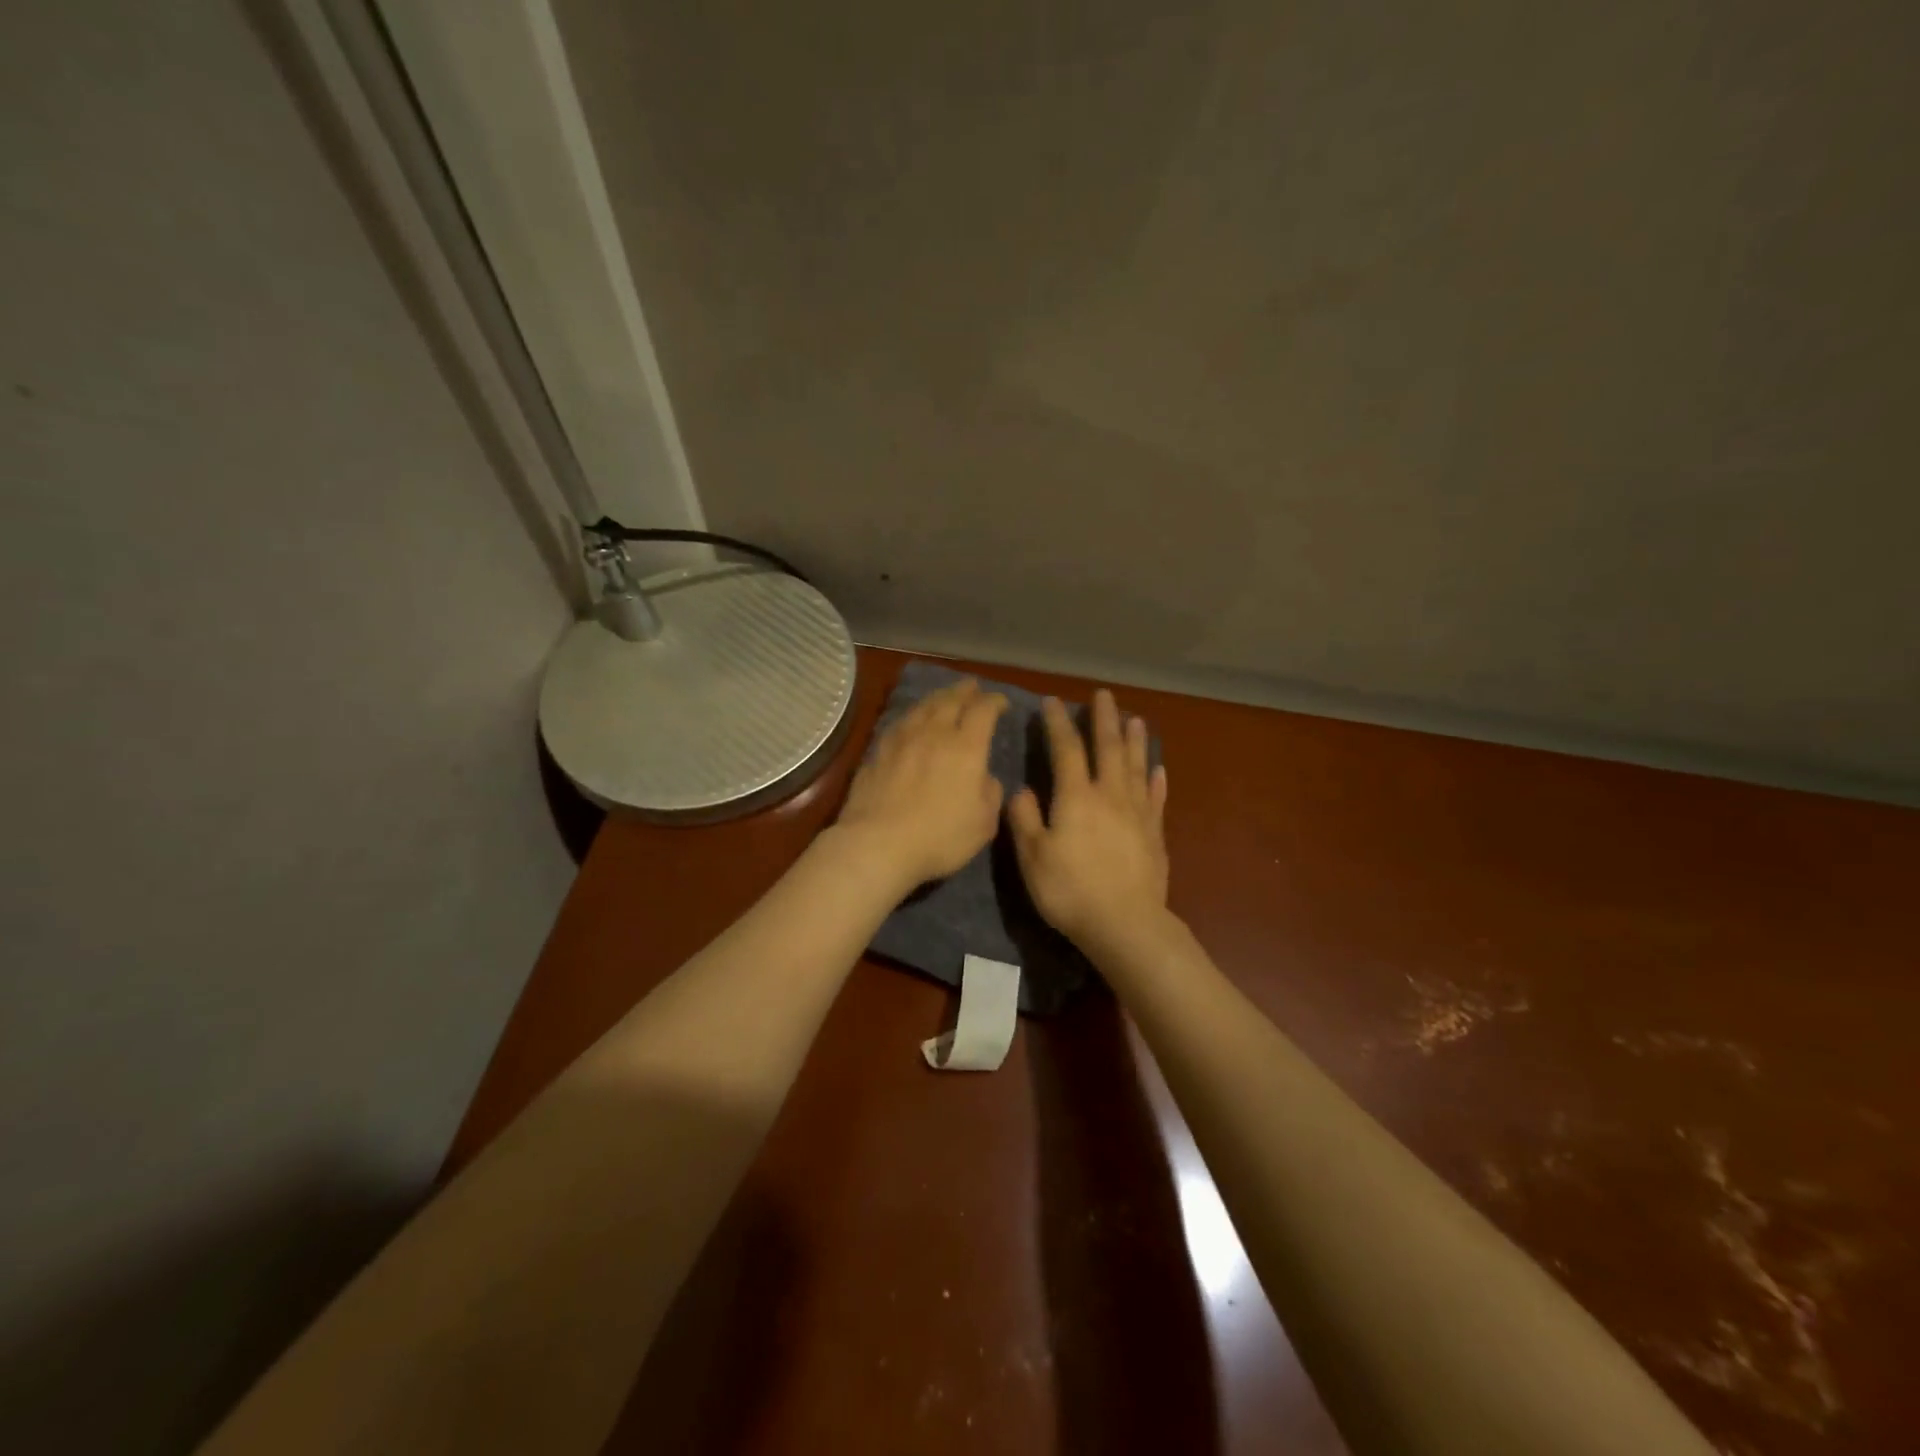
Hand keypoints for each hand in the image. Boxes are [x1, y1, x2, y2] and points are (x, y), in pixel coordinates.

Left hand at [837, 677, 1009, 891]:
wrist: (878, 844)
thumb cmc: (939, 837)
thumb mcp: (983, 823)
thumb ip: (990, 793)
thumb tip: (985, 777)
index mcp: (966, 747)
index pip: (983, 711)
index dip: (995, 702)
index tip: (1001, 702)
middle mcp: (934, 734)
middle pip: (951, 700)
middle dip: (965, 690)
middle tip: (973, 686)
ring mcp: (902, 740)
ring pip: (923, 707)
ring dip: (938, 697)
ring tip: (944, 695)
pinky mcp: (877, 752)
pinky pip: (900, 723)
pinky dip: (912, 715)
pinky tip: (911, 719)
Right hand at [1007, 689, 1169, 951]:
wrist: (1125, 924)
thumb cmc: (1071, 891)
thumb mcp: (1033, 857)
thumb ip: (1025, 819)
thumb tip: (1020, 789)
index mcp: (1076, 798)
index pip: (1066, 750)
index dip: (1058, 724)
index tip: (1053, 701)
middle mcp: (1109, 795)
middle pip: (1108, 748)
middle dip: (1104, 719)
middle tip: (1104, 695)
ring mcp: (1137, 813)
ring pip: (1136, 766)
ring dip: (1135, 740)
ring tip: (1136, 719)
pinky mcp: (1154, 833)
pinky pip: (1156, 798)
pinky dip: (1157, 781)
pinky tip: (1159, 770)